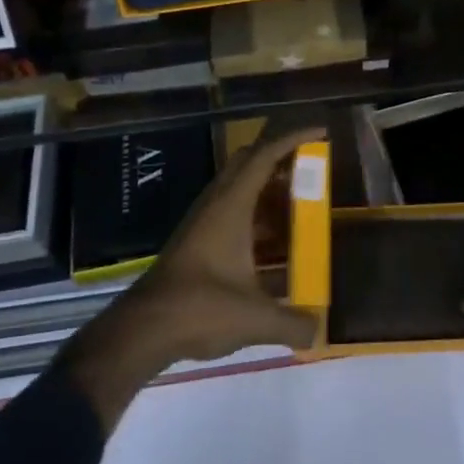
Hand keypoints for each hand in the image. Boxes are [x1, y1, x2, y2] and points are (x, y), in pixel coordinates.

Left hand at [61, 127, 323, 428]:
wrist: (142, 331)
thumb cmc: (200, 310)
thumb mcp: (255, 319)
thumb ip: (292, 323)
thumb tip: (318, 331)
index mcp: (232, 205)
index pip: (265, 155)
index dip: (294, 138)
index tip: (321, 133)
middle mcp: (216, 204)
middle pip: (249, 162)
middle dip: (280, 158)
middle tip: (310, 169)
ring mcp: (202, 221)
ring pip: (238, 187)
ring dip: (266, 188)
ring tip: (298, 205)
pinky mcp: (195, 240)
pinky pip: (231, 210)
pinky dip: (254, 214)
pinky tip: (271, 244)